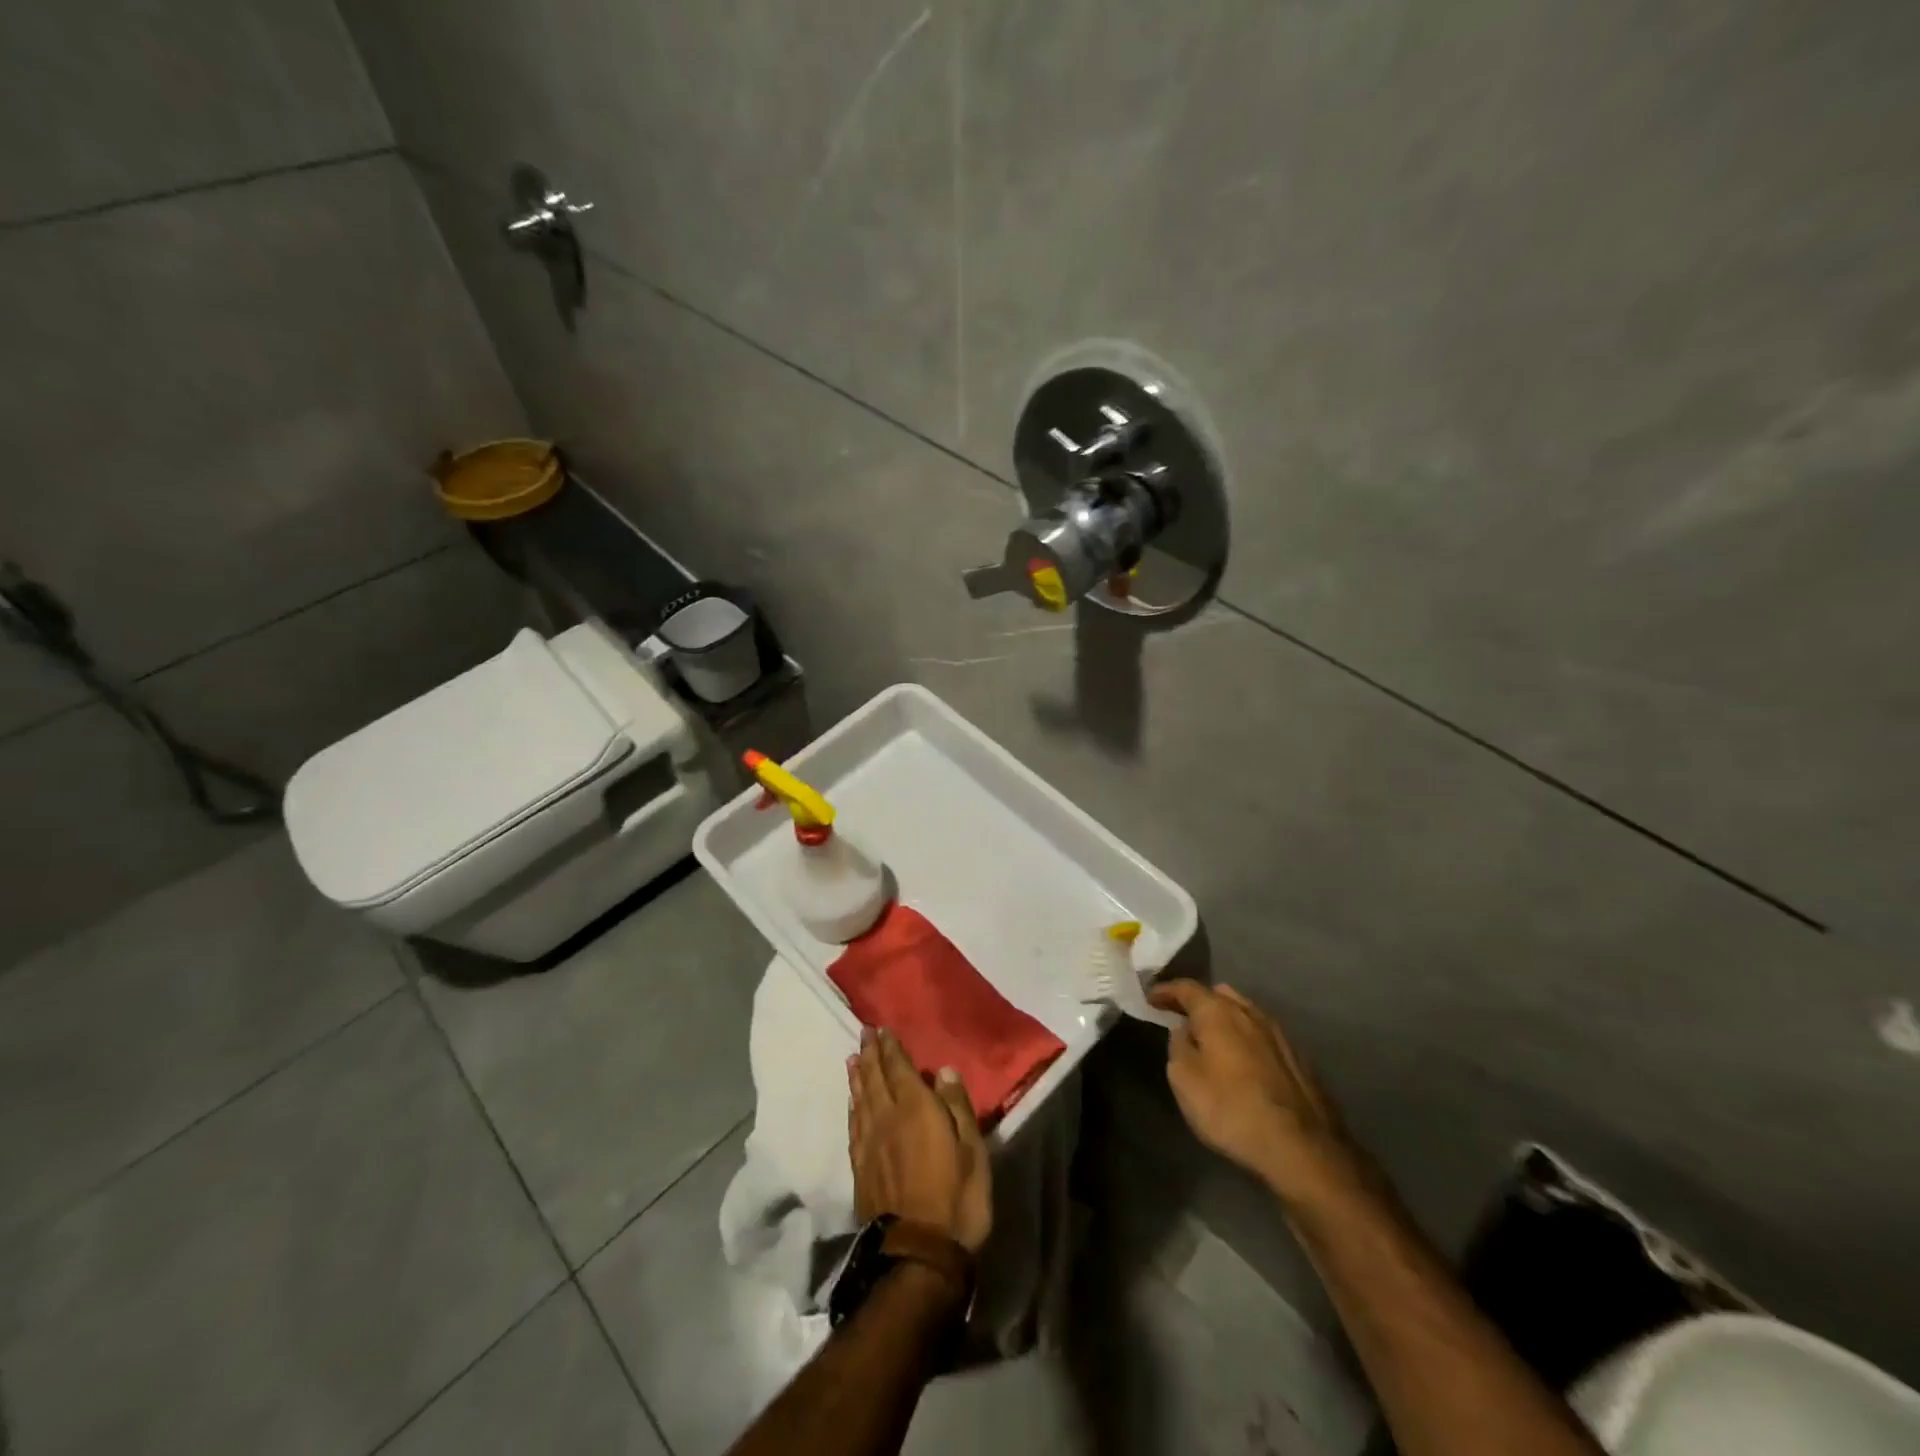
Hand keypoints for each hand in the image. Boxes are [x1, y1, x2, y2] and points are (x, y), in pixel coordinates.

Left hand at [847, 1027, 992, 1253]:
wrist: (918, 1256)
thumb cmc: (957, 1199)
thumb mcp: (973, 1151)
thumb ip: (957, 1107)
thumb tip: (943, 1071)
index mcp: (916, 1109)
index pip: (899, 1069)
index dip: (890, 1048)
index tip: (881, 1029)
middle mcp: (887, 1119)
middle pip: (875, 1079)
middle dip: (870, 1055)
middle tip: (863, 1034)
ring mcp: (870, 1145)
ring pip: (861, 1100)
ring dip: (857, 1077)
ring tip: (852, 1059)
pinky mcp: (861, 1169)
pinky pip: (854, 1127)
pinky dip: (852, 1108)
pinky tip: (852, 1102)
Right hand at [1148, 980, 1361, 1207]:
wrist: (1302, 1149)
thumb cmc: (1231, 1109)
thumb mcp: (1184, 1079)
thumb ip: (1178, 1046)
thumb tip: (1184, 1030)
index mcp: (1218, 1011)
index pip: (1186, 988)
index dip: (1165, 991)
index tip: (1150, 998)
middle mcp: (1250, 1013)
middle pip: (1220, 995)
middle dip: (1199, 1002)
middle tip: (1182, 1017)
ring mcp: (1280, 1035)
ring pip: (1245, 1014)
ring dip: (1226, 1021)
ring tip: (1213, 1039)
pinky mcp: (1299, 1060)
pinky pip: (1263, 1037)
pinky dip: (1247, 1040)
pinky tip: (1243, 1061)